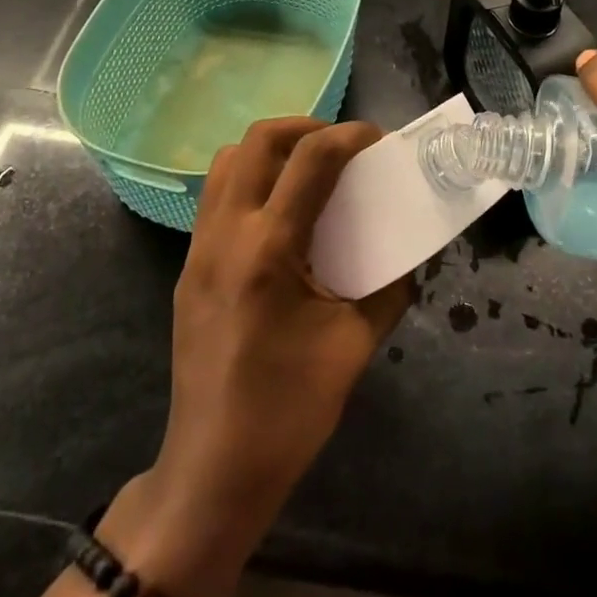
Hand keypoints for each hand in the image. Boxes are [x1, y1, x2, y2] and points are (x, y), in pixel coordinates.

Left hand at [97, 117, 408, 596]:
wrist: (212, 470)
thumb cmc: (289, 411)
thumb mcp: (354, 345)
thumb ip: (388, 289)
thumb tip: (408, 257)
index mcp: (269, 249)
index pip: (311, 159)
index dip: (349, 135)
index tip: (378, 139)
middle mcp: (227, 234)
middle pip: (258, 140)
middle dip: (306, 127)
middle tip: (341, 145)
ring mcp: (199, 248)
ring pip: (228, 161)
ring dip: (271, 149)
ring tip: (308, 168)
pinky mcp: (188, 267)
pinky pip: (216, 196)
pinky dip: (250, 179)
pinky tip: (280, 212)